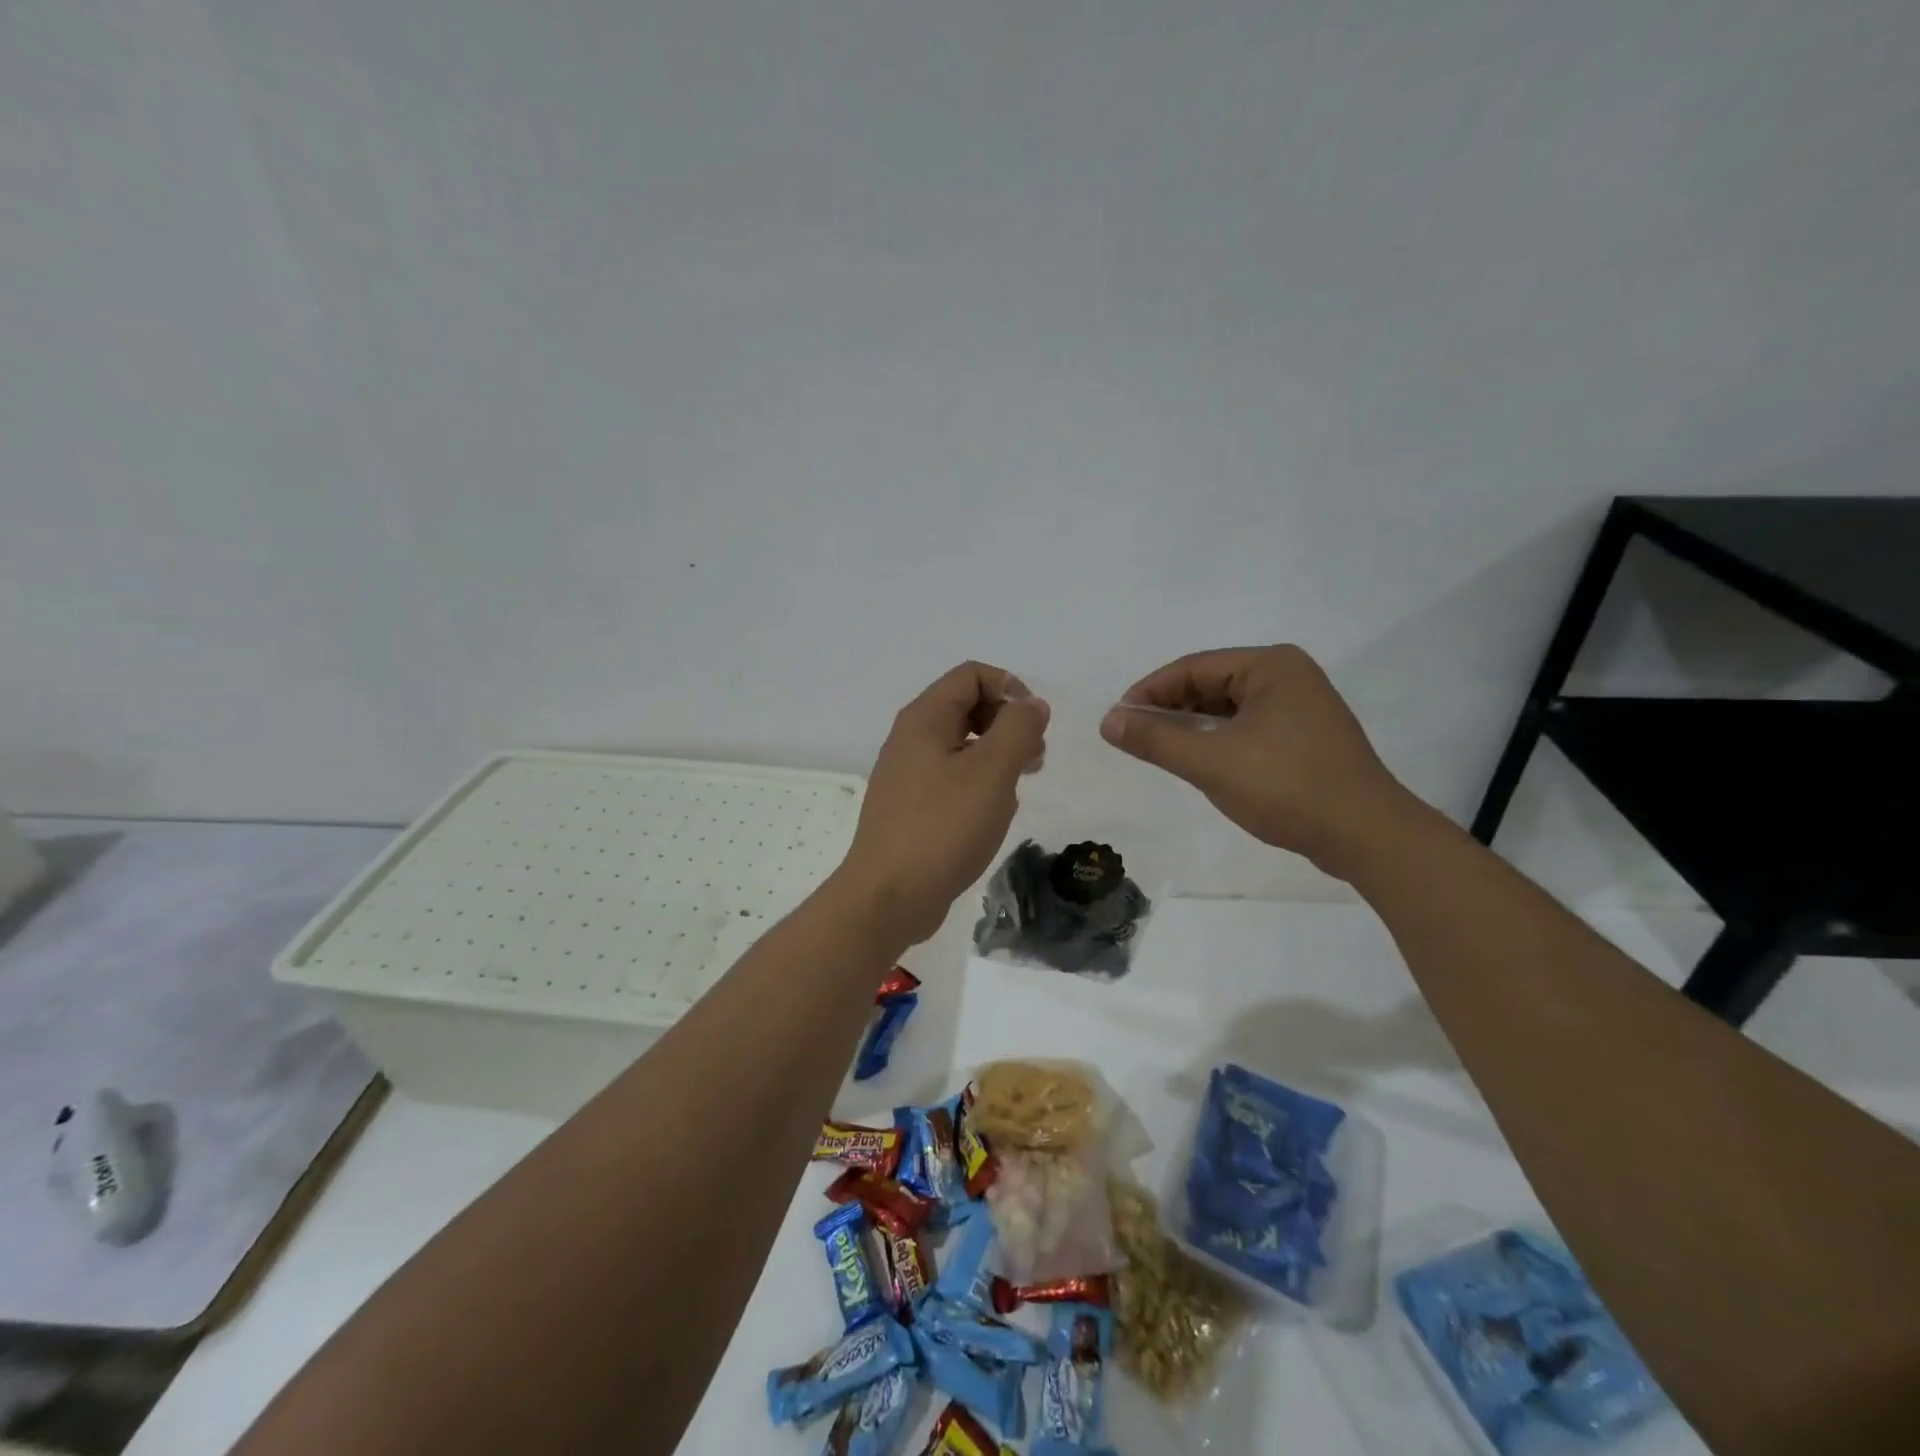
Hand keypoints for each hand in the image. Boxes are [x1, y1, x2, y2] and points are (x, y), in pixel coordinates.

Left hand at [838, 661, 1049, 946]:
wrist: (888, 897)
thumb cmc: (943, 828)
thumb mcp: (991, 772)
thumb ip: (1017, 729)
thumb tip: (1031, 704)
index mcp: (924, 719)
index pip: (971, 675)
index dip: (1010, 689)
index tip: (1034, 726)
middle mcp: (911, 738)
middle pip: (967, 706)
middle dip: (1007, 724)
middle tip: (1033, 759)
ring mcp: (908, 774)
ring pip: (962, 745)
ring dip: (997, 757)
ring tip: (1017, 788)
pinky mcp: (911, 806)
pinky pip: (952, 778)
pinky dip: (979, 784)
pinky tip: (992, 814)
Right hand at [1100, 645, 1413, 878]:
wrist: (1366, 836)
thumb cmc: (1287, 788)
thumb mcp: (1211, 762)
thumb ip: (1155, 739)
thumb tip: (1108, 721)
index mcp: (1270, 665)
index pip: (1191, 667)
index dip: (1148, 692)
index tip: (1117, 720)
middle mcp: (1288, 674)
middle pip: (1210, 683)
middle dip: (1170, 709)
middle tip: (1135, 737)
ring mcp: (1302, 705)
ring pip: (1229, 707)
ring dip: (1193, 726)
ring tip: (1161, 750)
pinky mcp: (1306, 735)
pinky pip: (1248, 726)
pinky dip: (1219, 739)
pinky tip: (1200, 761)